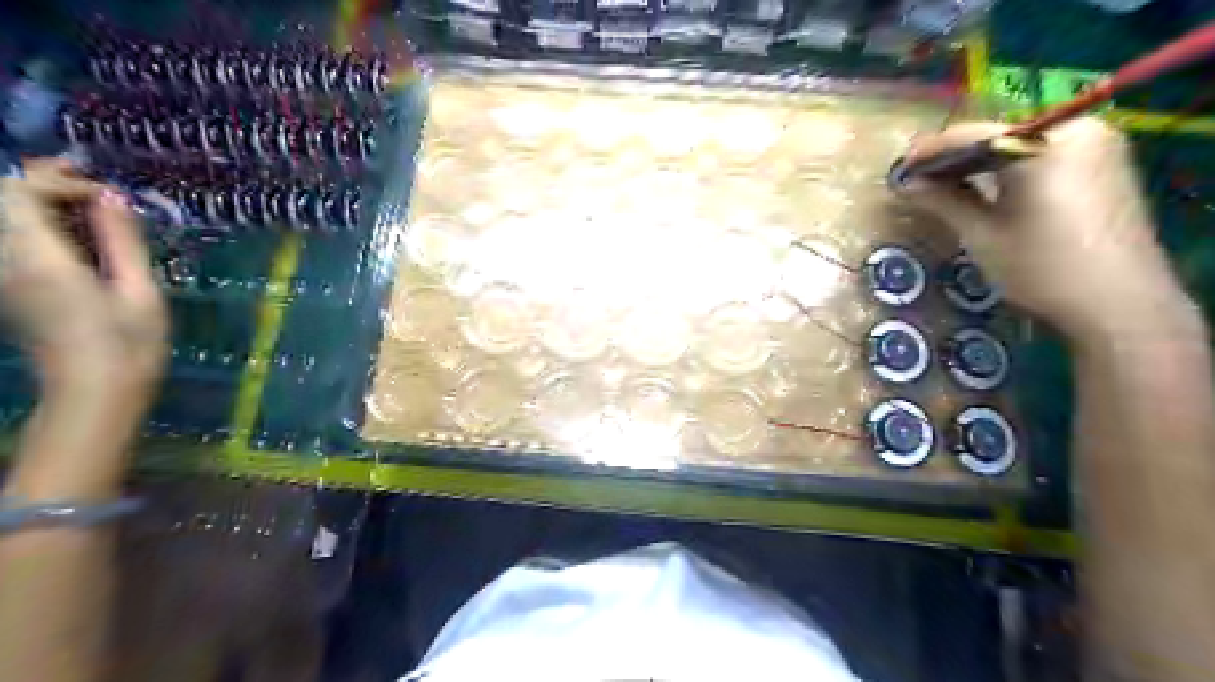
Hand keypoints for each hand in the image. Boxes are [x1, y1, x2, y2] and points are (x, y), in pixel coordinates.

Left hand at [0, 158, 164, 407]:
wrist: (95, 393)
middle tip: (94, 185)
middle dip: (43, 183)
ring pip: (6, 219)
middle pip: (3, 200)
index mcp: (40, 261)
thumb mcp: (140, 292)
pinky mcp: (11, 287)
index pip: (18, 193)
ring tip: (92, 204)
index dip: (59, 182)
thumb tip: (111, 197)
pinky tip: (81, 235)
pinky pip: (13, 241)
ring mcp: (3, 276)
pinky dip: (41, 225)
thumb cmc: (130, 346)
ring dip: (42, 202)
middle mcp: (6, 261)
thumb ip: (122, 242)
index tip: (108, 196)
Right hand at [906, 117, 1193, 340]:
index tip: (901, 168)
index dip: (931, 151)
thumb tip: (905, 183)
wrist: (1118, 304)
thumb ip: (943, 201)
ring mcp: (1098, 144)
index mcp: (1046, 144)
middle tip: (919, 178)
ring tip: (944, 185)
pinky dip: (1011, 170)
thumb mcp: (981, 235)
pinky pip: (1044, 156)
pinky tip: (985, 189)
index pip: (974, 135)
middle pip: (1000, 136)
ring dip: (982, 164)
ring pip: (1021, 146)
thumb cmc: (1041, 268)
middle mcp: (1078, 130)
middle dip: (957, 157)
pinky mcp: (1106, 164)